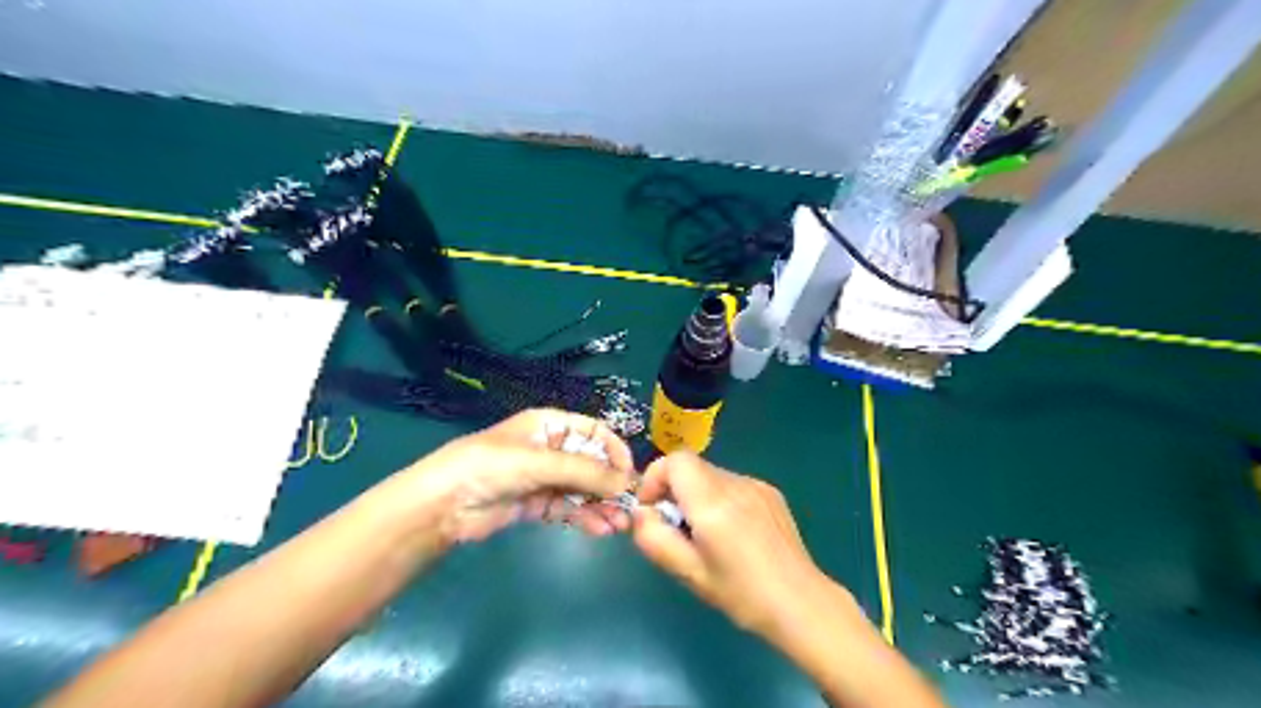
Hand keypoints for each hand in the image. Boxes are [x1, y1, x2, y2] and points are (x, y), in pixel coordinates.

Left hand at [396, 406, 635, 544]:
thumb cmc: (491, 466)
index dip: (613, 450)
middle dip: (610, 485)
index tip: (630, 474)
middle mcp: (549, 448)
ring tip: (619, 525)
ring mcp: (541, 477)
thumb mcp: (540, 462)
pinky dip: (584, 518)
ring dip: (601, 505)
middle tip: (630, 508)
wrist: (442, 504)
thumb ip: (585, 472)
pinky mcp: (533, 504)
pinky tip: (600, 530)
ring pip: (581, 489)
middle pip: (590, 463)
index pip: (592, 432)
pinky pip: (567, 508)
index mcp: (549, 424)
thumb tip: (627, 483)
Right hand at [631, 453, 828, 640]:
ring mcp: (756, 485)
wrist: (800, 602)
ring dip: (697, 495)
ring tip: (707, 535)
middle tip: (678, 529)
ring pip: (711, 475)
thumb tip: (641, 513)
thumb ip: (654, 538)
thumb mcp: (688, 573)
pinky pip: (732, 484)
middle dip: (674, 490)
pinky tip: (733, 533)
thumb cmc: (741, 594)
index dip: (655, 477)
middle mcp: (735, 484)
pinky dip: (720, 499)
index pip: (676, 460)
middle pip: (692, 467)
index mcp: (713, 503)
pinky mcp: (770, 492)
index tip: (653, 508)